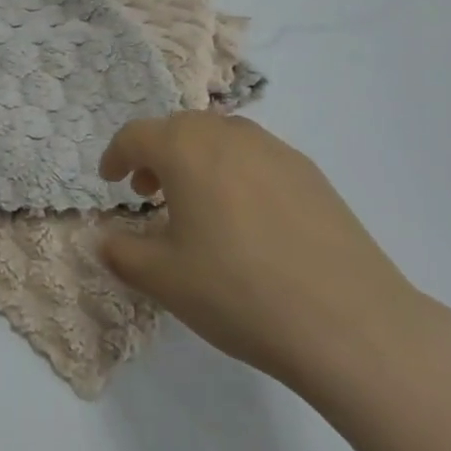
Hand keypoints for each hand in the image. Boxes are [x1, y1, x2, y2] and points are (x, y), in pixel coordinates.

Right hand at [99, 113, 438, 395]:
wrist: (349, 321)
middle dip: (156, 156)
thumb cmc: (239, 292)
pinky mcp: (311, 173)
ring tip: (197, 206)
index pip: (137, 135)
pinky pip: (257, 158)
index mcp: (187, 148)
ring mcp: (276, 150)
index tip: (110, 181)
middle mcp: (230, 134)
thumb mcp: (164, 280)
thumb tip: (101, 238)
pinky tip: (247, 221)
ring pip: (221, 139)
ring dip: (197, 161)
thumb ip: (121, 252)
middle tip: (148, 194)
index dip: (116, 155)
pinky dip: (235, 173)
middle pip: (180, 129)